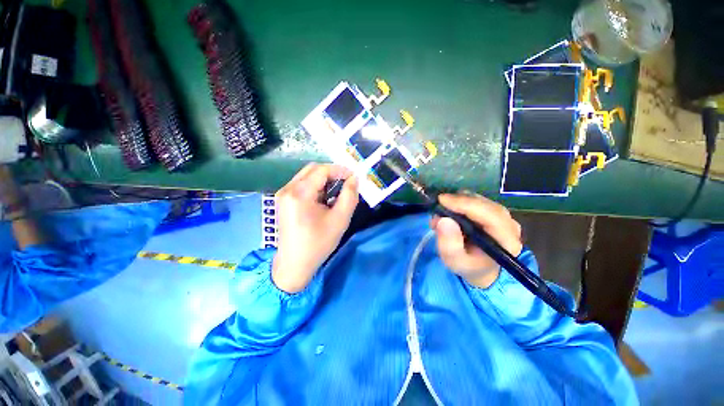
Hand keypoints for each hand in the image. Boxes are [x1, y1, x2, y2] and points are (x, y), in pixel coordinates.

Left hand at [272, 164, 358, 292]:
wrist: (295, 263)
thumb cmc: (318, 243)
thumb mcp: (340, 219)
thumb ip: (349, 195)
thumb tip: (354, 179)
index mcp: (299, 193)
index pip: (321, 170)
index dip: (340, 170)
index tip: (354, 177)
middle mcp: (288, 189)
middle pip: (312, 169)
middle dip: (332, 173)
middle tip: (347, 182)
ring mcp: (283, 194)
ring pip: (307, 176)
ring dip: (324, 180)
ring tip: (337, 192)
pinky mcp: (284, 200)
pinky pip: (302, 184)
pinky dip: (316, 186)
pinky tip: (324, 198)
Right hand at [431, 193, 522, 287]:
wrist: (479, 268)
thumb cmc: (468, 266)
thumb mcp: (454, 261)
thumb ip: (449, 245)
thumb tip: (443, 220)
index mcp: (507, 240)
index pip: (490, 215)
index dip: (465, 204)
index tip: (442, 201)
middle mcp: (509, 224)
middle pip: (483, 204)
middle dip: (457, 203)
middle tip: (436, 212)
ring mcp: (503, 216)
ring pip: (478, 199)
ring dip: (456, 203)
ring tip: (440, 217)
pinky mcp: (493, 211)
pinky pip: (475, 200)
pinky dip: (458, 203)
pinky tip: (449, 214)